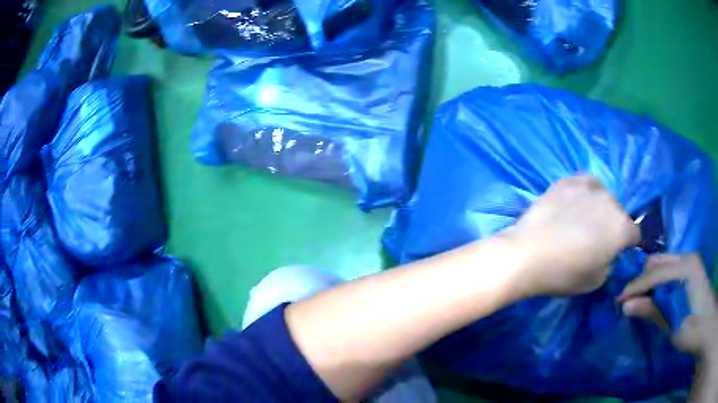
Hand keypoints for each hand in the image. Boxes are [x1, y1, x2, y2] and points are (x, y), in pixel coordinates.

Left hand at [508, 175, 640, 296]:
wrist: (527, 254)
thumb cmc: (564, 274)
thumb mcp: (596, 280)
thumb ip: (611, 261)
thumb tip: (610, 252)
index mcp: (621, 228)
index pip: (635, 234)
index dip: (629, 244)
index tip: (619, 251)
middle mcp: (611, 202)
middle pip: (619, 214)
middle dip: (614, 226)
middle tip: (597, 238)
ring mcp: (589, 187)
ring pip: (604, 196)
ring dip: (600, 208)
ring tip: (584, 220)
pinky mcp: (569, 180)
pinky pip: (585, 183)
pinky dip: (585, 192)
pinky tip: (574, 203)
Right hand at [618, 254, 717, 358]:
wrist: (706, 323)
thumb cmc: (694, 329)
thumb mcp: (674, 325)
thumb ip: (653, 312)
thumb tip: (626, 306)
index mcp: (685, 267)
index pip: (654, 273)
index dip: (635, 287)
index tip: (618, 301)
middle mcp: (687, 257)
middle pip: (657, 261)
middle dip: (641, 279)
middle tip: (628, 301)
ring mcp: (690, 261)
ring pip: (663, 263)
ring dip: (649, 280)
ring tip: (638, 300)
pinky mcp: (691, 269)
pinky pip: (669, 269)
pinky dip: (658, 282)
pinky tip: (654, 296)